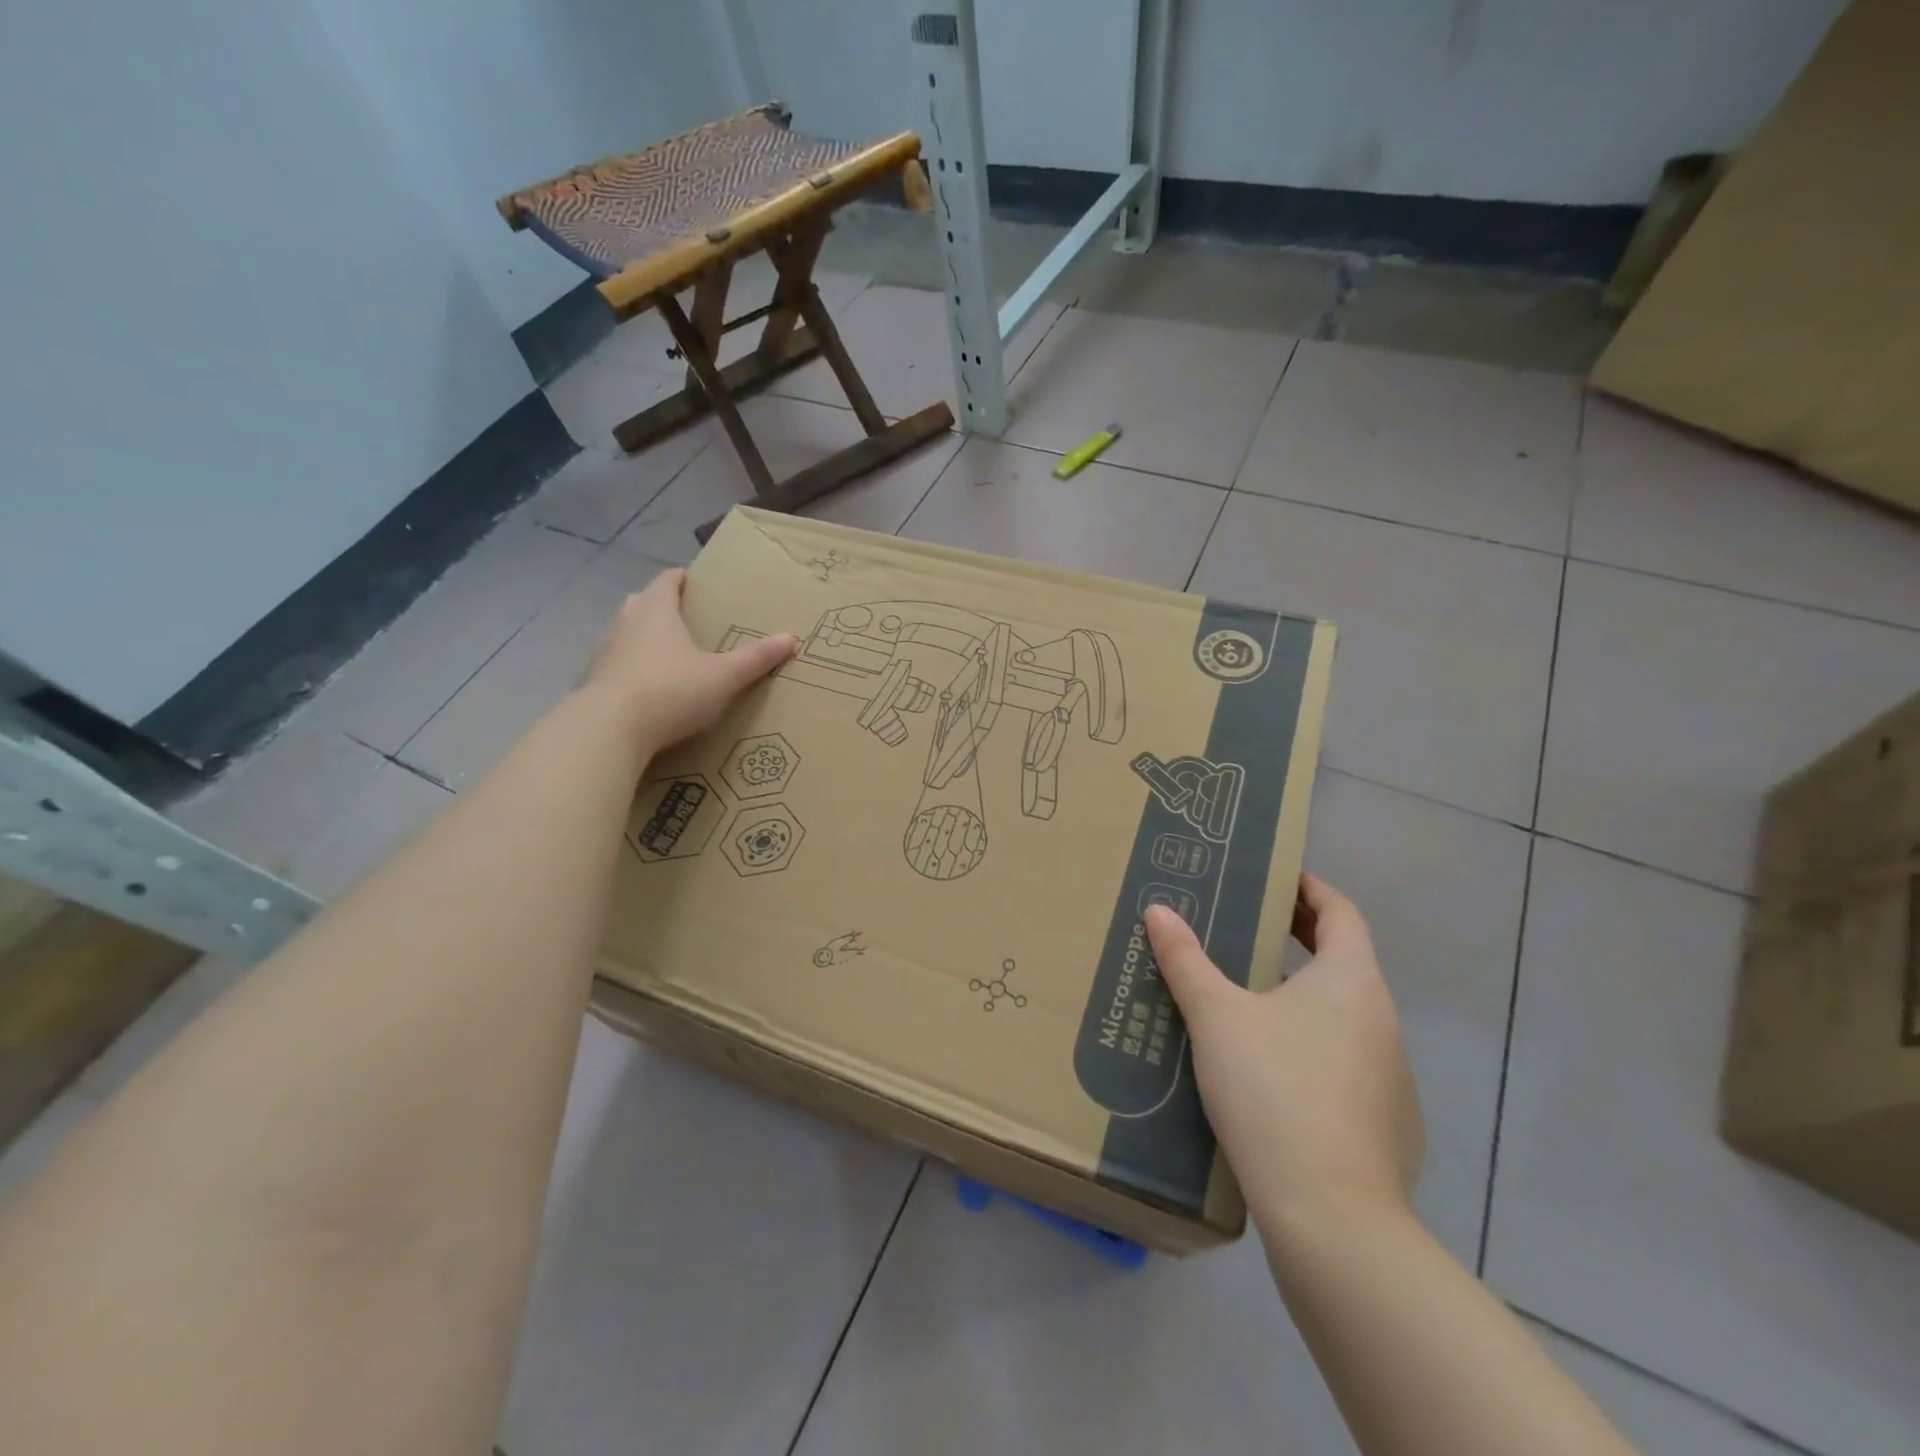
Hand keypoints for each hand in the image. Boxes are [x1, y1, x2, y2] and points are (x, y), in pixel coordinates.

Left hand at [581, 568, 795, 753]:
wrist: (609, 729)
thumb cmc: (671, 690)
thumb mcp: (723, 677)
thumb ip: (755, 659)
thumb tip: (791, 638)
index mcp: (656, 610)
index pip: (667, 581)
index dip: (681, 579)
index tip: (695, 582)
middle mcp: (625, 622)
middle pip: (642, 603)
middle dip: (662, 607)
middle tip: (687, 619)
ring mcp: (604, 652)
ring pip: (626, 634)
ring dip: (644, 639)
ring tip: (670, 655)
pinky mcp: (593, 682)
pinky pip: (617, 666)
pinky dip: (632, 669)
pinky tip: (649, 689)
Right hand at [1145, 873, 1422, 1230]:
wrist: (1332, 1219)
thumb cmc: (1274, 1091)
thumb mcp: (1217, 1017)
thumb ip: (1186, 960)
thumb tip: (1159, 910)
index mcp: (1352, 982)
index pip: (1340, 912)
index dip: (1308, 887)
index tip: (1273, 876)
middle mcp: (1382, 1021)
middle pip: (1342, 961)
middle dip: (1297, 937)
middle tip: (1246, 923)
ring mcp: (1391, 1078)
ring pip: (1341, 1015)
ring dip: (1299, 995)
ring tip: (1243, 996)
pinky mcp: (1385, 1127)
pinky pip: (1342, 1063)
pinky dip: (1309, 1046)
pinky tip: (1266, 1071)